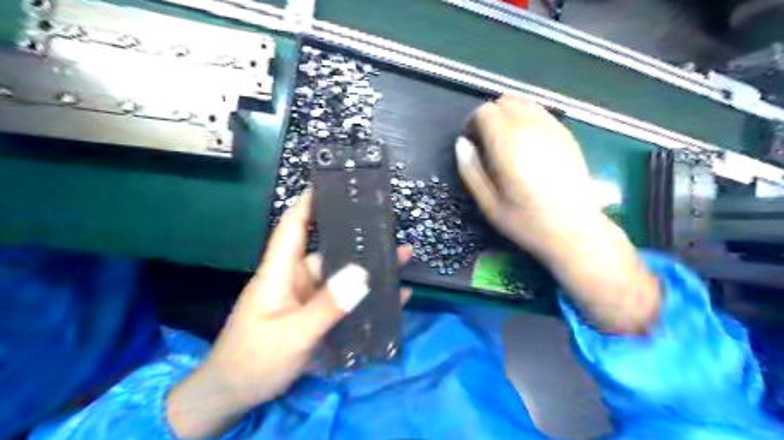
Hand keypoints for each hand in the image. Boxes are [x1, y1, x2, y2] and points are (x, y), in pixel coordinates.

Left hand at [167, 192, 412, 438]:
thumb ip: (327, 306)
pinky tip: (395, 297)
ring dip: (370, 270)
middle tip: (390, 228)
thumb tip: (362, 275)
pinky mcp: (317, 317)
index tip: (331, 184)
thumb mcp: (292, 335)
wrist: (234, 396)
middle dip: (359, 240)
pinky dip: (368, 299)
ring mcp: (308, 299)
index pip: (292, 227)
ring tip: (402, 258)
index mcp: (280, 272)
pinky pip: (346, 302)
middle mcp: (296, 279)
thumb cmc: (253, 360)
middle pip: (330, 252)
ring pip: (342, 277)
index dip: (308, 203)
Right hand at [457, 95, 597, 253]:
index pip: (484, 112)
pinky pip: (541, 113)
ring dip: (508, 115)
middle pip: (504, 101)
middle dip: (489, 117)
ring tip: (506, 143)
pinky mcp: (567, 134)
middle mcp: (531, 127)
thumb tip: (461, 143)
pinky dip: (527, 119)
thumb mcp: (488, 202)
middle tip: (486, 144)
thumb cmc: (526, 221)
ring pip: (524, 103)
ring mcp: (553, 128)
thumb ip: (470, 169)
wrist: (574, 230)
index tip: (471, 145)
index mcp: (508, 143)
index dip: (472, 124)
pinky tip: (527, 144)